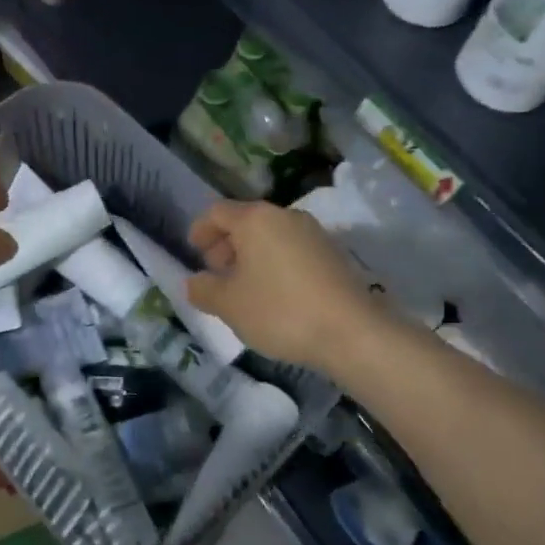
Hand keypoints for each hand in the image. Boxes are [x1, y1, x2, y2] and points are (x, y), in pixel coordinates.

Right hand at [186, 200, 389, 373]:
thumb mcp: (228, 305)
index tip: (193, 250)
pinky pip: (292, 249)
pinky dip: (275, 263)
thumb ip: (203, 289)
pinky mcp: (333, 253)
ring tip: (244, 287)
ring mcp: (313, 233)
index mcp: (255, 219)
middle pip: (246, 221)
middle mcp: (285, 216)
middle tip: (216, 272)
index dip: (201, 229)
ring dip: (252, 255)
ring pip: (271, 235)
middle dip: (226, 244)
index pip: (218, 212)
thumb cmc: (279, 310)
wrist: (351, 332)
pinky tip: (274, 293)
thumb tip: (194, 282)